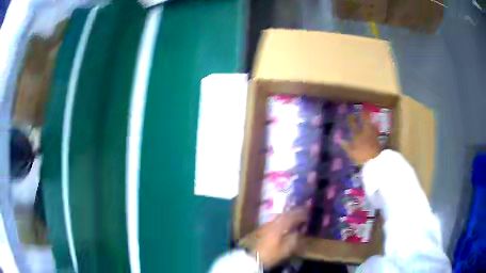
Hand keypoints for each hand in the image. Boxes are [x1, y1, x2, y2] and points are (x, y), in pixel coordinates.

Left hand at [253, 208, 306, 267]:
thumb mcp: (285, 249)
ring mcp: (265, 224)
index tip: (308, 214)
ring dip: (288, 215)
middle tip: (303, 212)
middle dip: (295, 212)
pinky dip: (282, 220)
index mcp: (279, 225)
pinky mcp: (261, 228)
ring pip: (279, 216)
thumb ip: (294, 239)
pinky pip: (275, 220)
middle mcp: (272, 221)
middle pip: (285, 214)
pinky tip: (284, 223)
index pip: (292, 216)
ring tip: (295, 216)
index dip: (301, 214)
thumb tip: (299, 231)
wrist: (250, 257)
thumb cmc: (269, 253)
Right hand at [340, 111, 380, 164]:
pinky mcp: (377, 139)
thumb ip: (345, 145)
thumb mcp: (351, 152)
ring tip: (370, 114)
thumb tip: (338, 139)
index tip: (350, 114)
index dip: (351, 120)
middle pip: (364, 121)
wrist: (374, 160)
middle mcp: (365, 133)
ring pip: (371, 124)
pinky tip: (376, 124)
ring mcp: (372, 135)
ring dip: (370, 119)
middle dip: (363, 115)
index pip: (353, 125)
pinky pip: (376, 130)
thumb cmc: (361, 156)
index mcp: (357, 135)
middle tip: (363, 109)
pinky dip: (375, 126)